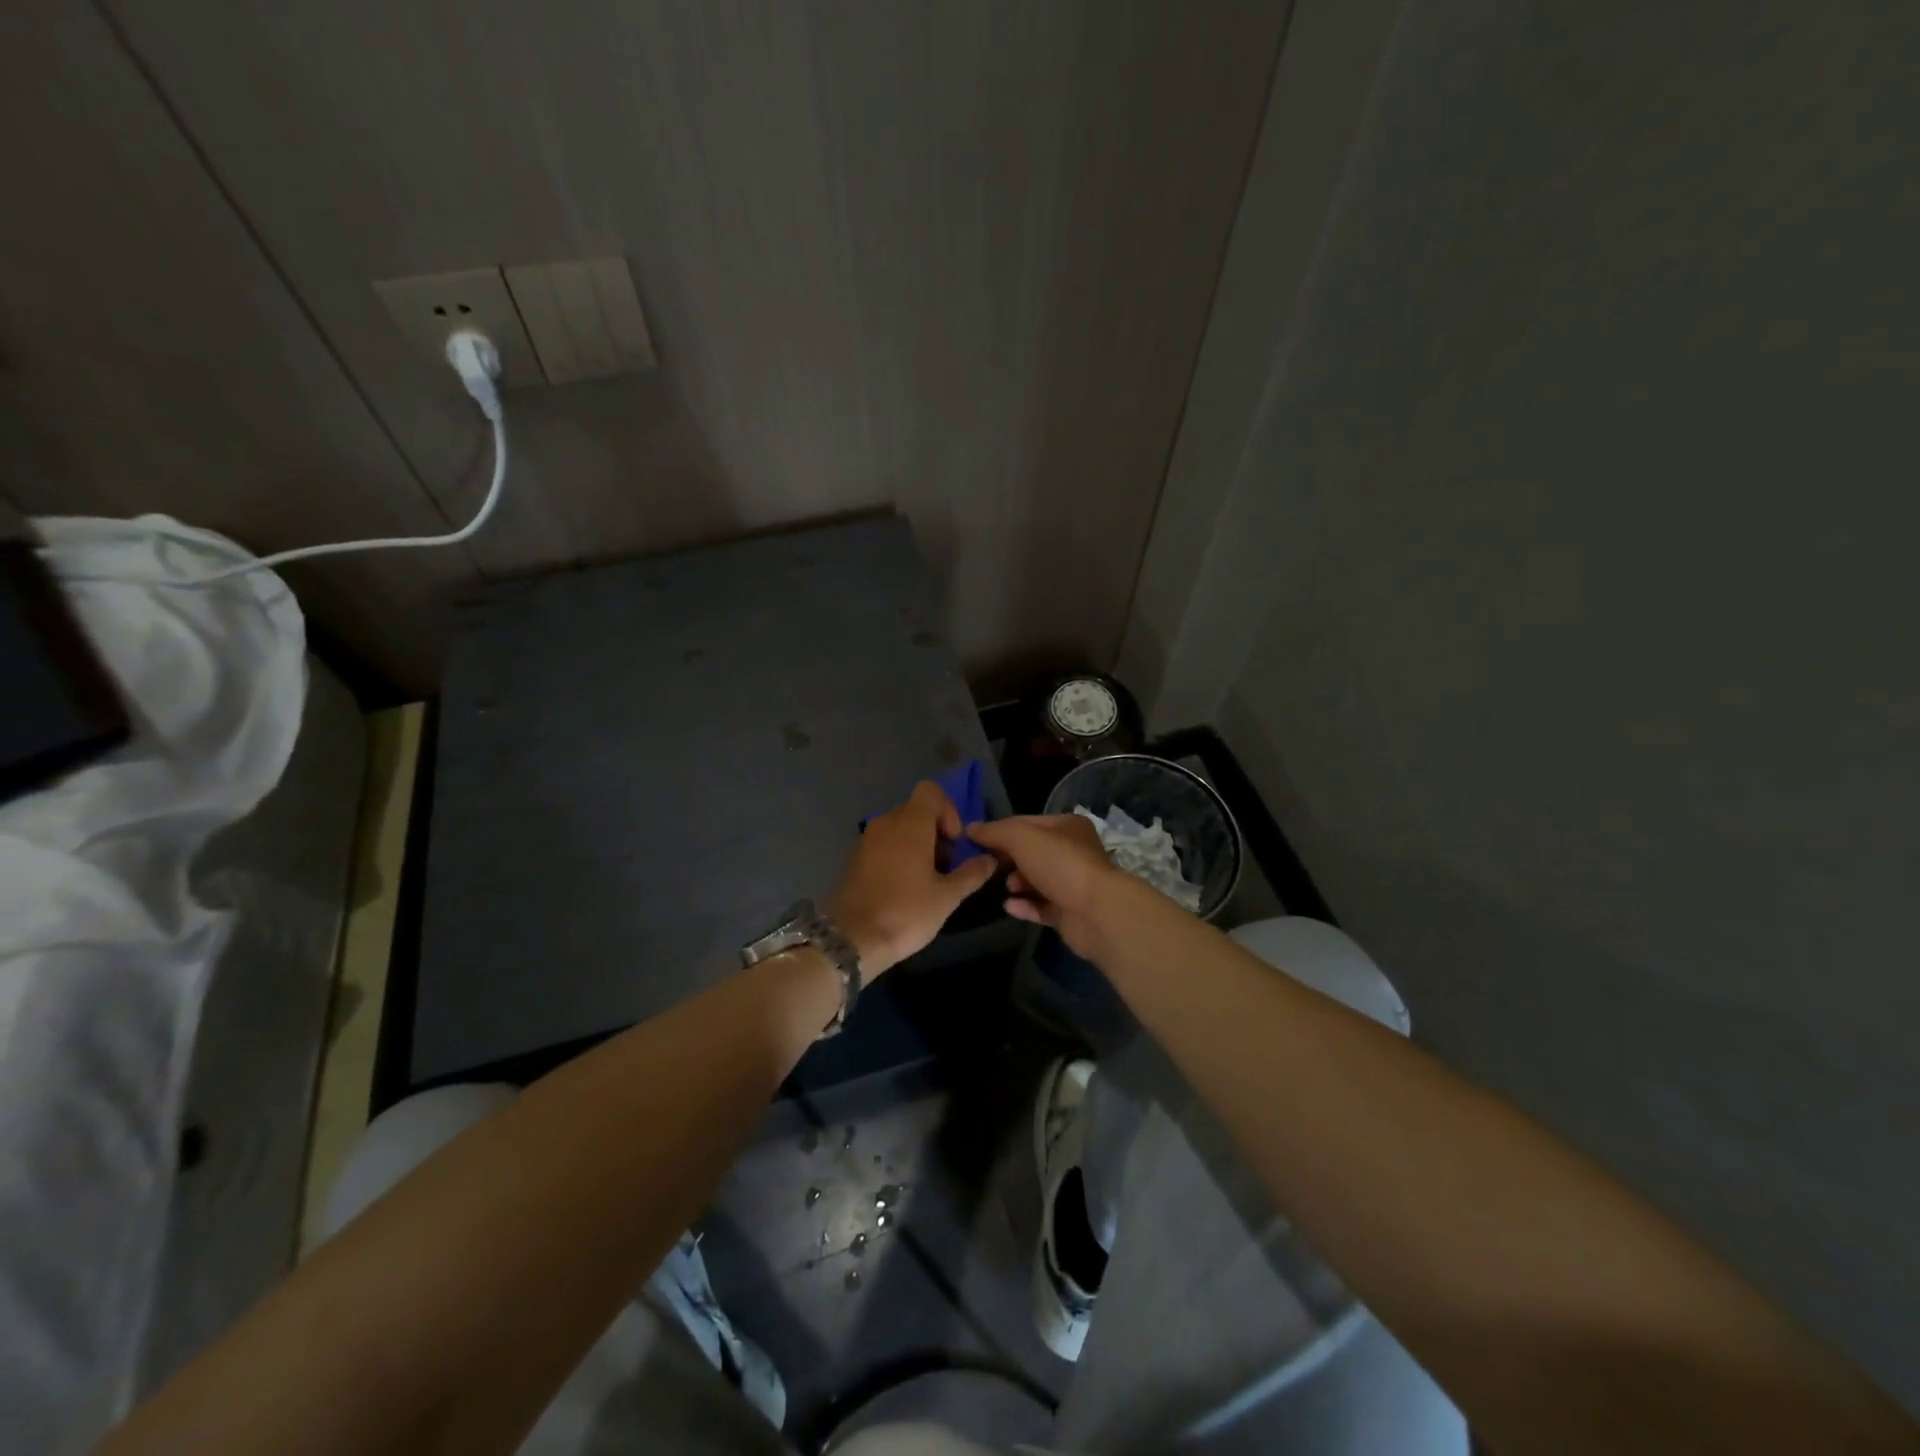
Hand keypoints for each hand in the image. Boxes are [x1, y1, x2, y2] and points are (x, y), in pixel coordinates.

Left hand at [830, 782, 997, 975]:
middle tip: (946, 868)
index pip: (931, 791)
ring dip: (918, 846)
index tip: (954, 842)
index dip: (948, 811)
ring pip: (900, 829)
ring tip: (927, 881)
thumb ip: (971, 873)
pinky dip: (898, 856)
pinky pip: (884, 845)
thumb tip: (990, 860)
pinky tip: (904, 888)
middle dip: (936, 833)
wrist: (851, 939)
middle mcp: (886, 823)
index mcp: (910, 823)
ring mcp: (866, 840)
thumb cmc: (906, 912)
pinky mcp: (855, 859)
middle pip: (917, 812)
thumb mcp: (947, 897)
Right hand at [964, 813, 1134, 959]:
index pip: (1026, 823)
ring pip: (1036, 880)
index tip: (976, 842)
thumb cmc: (1059, 864)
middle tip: (989, 866)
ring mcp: (1072, 884)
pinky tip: (1009, 906)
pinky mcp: (1069, 912)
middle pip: (1031, 852)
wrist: (1096, 912)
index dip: (1001, 830)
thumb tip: (971, 829)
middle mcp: (1073, 852)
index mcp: (1067, 827)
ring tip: (1007, 887)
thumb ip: (994, 832)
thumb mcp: (1021, 838)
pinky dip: (1024, 905)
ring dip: (1017, 882)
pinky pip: (1041, 906)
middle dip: (1009, 858)